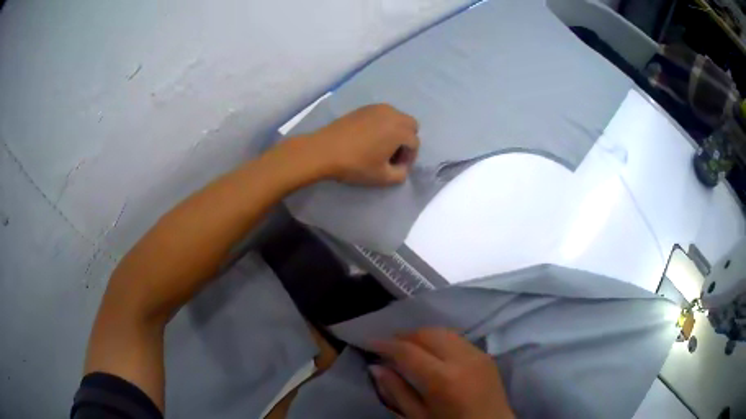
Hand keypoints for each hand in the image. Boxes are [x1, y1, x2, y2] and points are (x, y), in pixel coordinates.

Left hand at [306, 104, 419, 185]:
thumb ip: (401, 174)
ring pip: (397, 117)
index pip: (415, 143)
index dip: (409, 158)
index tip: (396, 167)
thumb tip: (403, 168)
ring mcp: (377, 108)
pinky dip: (383, 124)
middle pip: (411, 125)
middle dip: (406, 140)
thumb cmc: (355, 165)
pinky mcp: (364, 108)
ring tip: (381, 145)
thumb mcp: (382, 177)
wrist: (324, 150)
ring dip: (395, 130)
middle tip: (392, 154)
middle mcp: (392, 114)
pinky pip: (382, 114)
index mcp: (400, 130)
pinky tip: (369, 137)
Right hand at [370, 328, 514, 418]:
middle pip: (427, 333)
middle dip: (404, 336)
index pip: (408, 351)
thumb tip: (376, 367)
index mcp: (443, 379)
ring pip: (443, 331)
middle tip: (388, 346)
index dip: (385, 344)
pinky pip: (458, 338)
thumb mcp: (418, 417)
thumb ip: (396, 391)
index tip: (370, 342)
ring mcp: (478, 354)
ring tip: (408, 347)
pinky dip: (440, 340)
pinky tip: (432, 352)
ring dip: (422, 335)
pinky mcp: (486, 355)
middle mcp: (462, 359)